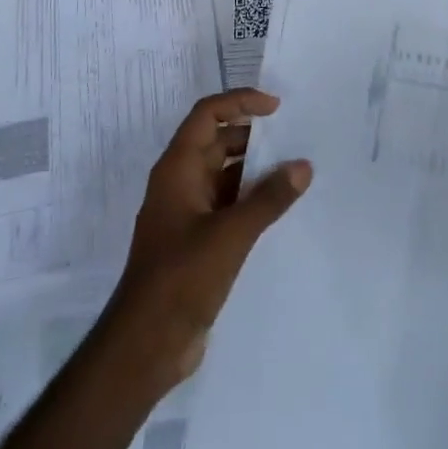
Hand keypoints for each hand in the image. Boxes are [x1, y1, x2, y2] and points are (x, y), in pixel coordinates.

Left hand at [109, 89, 311, 394]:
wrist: (145, 346)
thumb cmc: (181, 279)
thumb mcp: (230, 235)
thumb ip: (268, 199)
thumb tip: (302, 165)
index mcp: (177, 169)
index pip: (207, 115)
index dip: (239, 102)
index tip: (276, 107)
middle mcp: (180, 183)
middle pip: (217, 141)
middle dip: (253, 135)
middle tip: (294, 137)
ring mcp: (187, 214)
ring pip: (224, 175)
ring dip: (255, 169)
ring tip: (296, 169)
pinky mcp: (197, 242)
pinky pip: (228, 205)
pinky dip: (252, 199)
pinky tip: (281, 208)